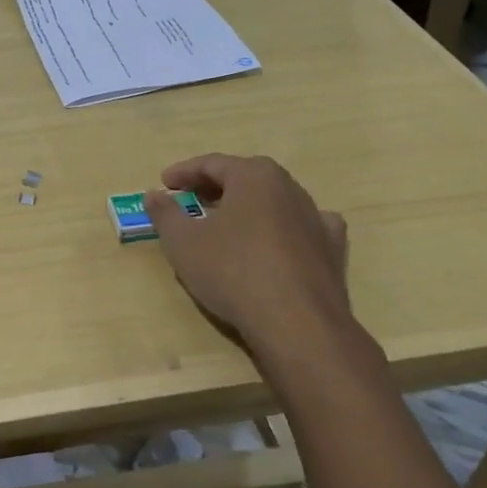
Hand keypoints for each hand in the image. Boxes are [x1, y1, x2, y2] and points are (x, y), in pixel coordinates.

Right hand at [145, 154, 351, 345]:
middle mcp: (290, 188)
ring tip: (227, 224)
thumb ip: (165, 213)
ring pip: (275, 202)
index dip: (184, 172)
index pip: (212, 163)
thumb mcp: (182, 242)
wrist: (297, 324)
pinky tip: (277, 242)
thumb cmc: (232, 272)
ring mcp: (316, 218)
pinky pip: (303, 228)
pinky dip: (285, 229)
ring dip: (248, 207)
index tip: (164, 184)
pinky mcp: (332, 249)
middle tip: (191, 200)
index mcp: (254, 176)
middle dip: (215, 186)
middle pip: (246, 178)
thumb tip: (154, 194)